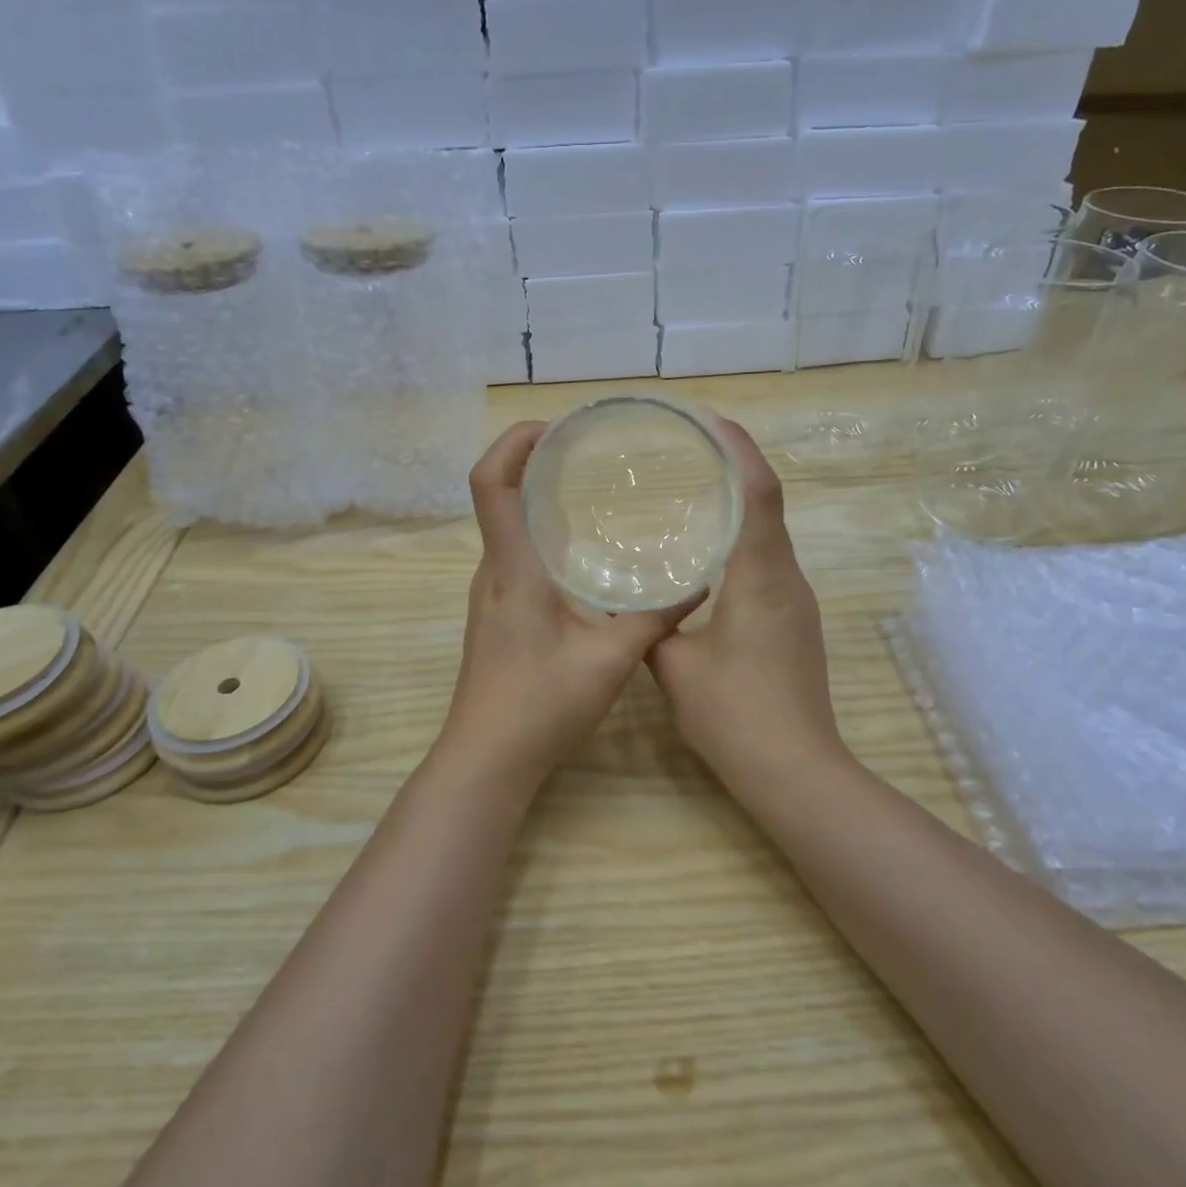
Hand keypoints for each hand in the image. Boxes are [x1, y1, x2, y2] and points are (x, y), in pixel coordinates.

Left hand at [439, 422, 702, 784]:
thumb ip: (654, 619)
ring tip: (590, 490)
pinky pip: (516, 555)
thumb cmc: (540, 706)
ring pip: (508, 527)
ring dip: (538, 499)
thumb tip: (698, 583)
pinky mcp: (499, 614)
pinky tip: (583, 554)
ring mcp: (492, 593)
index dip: (512, 442)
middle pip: (498, 495)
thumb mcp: (609, 660)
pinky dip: (542, 535)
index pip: (490, 483)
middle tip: (587, 452)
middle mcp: (494, 571)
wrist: (487, 759)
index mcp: (513, 568)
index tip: (553, 427)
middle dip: (533, 461)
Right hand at [647, 420, 846, 783]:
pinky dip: (743, 540)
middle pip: (769, 504)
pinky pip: (769, 563)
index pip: (759, 493)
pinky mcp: (794, 623)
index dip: (739, 449)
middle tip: (691, 449)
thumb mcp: (675, 666)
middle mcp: (787, 579)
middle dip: (737, 467)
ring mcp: (796, 602)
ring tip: (695, 490)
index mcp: (761, 577)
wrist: (795, 769)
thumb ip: (651, 626)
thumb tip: (632, 604)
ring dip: (741, 504)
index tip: (710, 421)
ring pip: (770, 535)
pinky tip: (710, 553)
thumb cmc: (735, 714)